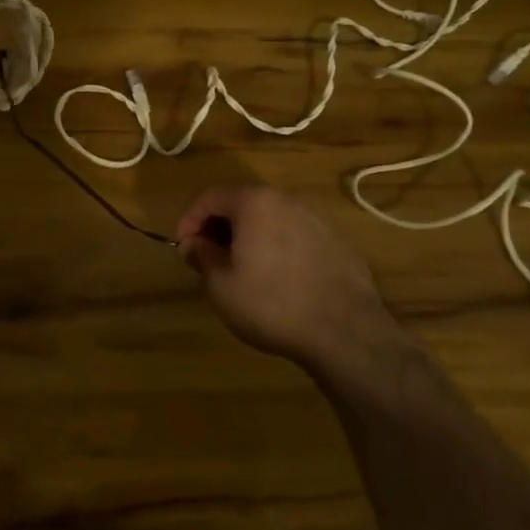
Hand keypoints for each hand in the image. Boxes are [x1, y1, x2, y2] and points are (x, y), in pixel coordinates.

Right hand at [176, 186, 404, 374]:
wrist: (346, 332)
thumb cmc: (271, 304)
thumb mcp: (221, 285)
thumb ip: (202, 256)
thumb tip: (192, 243)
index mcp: (254, 203)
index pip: (210, 198)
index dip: (189, 220)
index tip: (183, 248)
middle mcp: (286, 201)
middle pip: (242, 205)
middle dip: (219, 229)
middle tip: (208, 259)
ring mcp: (316, 221)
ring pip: (270, 221)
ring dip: (249, 239)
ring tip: (241, 271)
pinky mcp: (337, 244)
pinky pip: (295, 238)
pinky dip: (277, 250)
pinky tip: (277, 282)